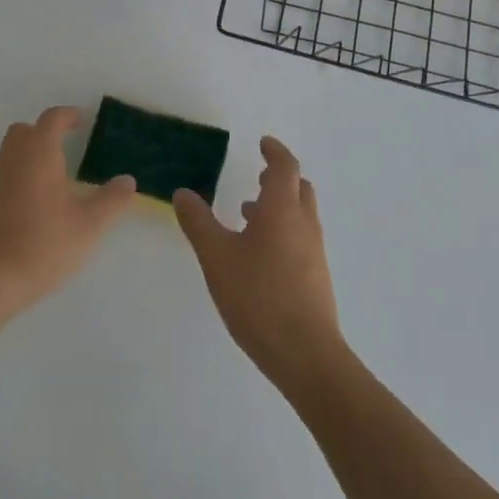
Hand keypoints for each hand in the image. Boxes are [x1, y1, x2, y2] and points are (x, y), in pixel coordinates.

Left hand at [0, 107, 135, 321]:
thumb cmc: (43, 245)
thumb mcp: (89, 225)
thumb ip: (111, 200)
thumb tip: (128, 181)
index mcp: (39, 154)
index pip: (51, 119)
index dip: (67, 115)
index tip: (81, 120)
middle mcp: (13, 159)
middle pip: (24, 131)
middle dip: (44, 132)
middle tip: (66, 147)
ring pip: (11, 154)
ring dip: (30, 156)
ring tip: (55, 180)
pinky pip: (3, 177)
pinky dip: (19, 179)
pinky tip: (34, 207)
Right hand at [174, 136, 346, 395]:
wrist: (306, 355)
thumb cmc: (259, 296)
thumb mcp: (216, 256)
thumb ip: (198, 222)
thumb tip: (183, 192)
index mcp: (282, 209)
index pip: (285, 167)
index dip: (275, 152)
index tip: (263, 143)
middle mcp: (304, 224)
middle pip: (299, 188)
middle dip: (279, 177)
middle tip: (257, 176)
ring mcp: (314, 252)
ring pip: (300, 214)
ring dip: (279, 205)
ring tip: (248, 214)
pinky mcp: (316, 277)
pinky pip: (300, 238)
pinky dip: (282, 230)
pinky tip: (258, 254)